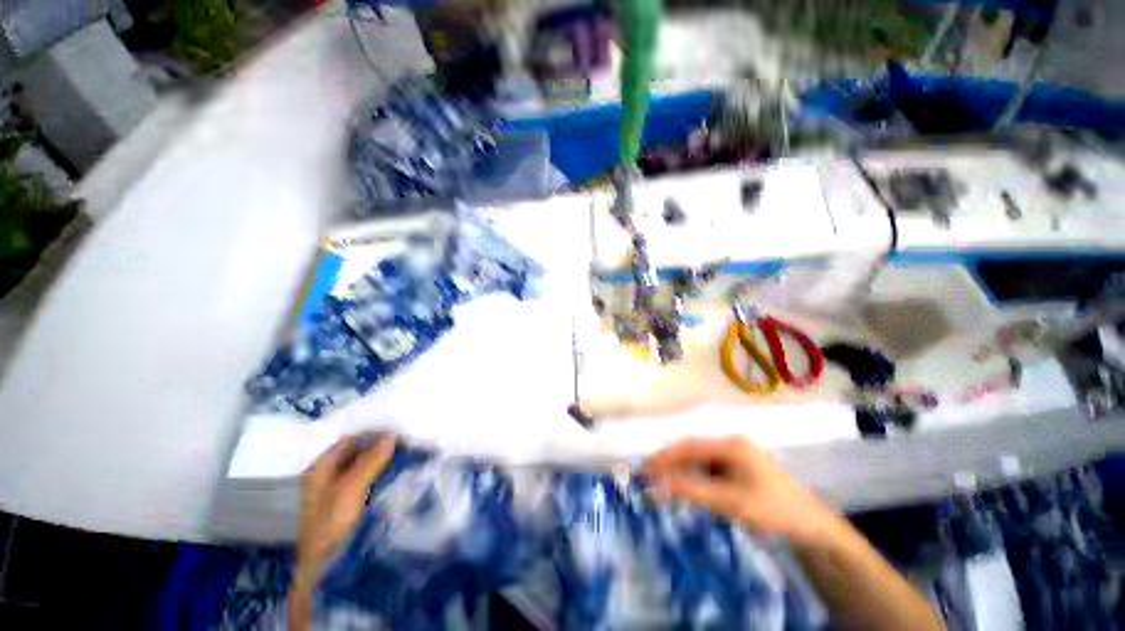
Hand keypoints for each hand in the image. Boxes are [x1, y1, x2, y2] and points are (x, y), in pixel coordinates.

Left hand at [295, 434, 395, 584]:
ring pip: (367, 466)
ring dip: (385, 460)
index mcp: (322, 468)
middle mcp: (330, 475)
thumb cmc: (332, 524)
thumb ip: (371, 460)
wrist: (325, 569)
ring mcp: (341, 491)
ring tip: (409, 454)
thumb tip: (392, 433)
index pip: (351, 440)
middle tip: (408, 442)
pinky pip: (371, 480)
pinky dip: (384, 474)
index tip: (399, 431)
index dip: (373, 433)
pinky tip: (400, 474)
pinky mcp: (352, 504)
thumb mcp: (351, 489)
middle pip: (358, 452)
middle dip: (382, 446)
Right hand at [643, 437, 846, 545]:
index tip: (645, 468)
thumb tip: (655, 487)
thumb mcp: (729, 501)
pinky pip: (710, 470)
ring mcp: (736, 456)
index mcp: (731, 445)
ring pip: (700, 461)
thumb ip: (691, 490)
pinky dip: (695, 478)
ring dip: (682, 471)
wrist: (812, 527)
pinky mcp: (739, 469)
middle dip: (671, 463)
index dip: (665, 456)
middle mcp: (732, 444)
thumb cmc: (772, 510)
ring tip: (663, 484)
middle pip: (693, 451)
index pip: (689, 446)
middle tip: (649, 477)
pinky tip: (687, 487)